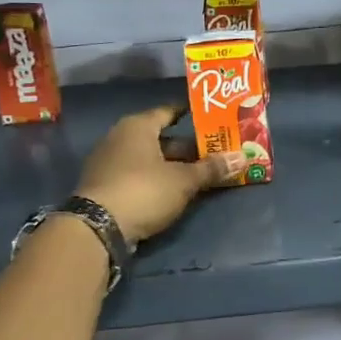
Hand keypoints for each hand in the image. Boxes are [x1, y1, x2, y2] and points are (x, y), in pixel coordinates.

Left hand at [75, 106, 239, 244]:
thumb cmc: (144, 190)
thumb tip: (243, 157)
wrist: (97, 228)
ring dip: (173, 165)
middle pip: (161, 138)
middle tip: (215, 153)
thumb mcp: (183, 180)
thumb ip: (211, 169)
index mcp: (138, 126)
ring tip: (201, 173)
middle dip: (187, 147)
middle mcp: (120, 138)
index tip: (211, 119)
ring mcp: (109, 163)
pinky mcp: (105, 186)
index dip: (190, 114)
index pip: (169, 112)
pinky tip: (175, 190)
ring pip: (150, 158)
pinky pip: (138, 175)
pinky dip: (157, 179)